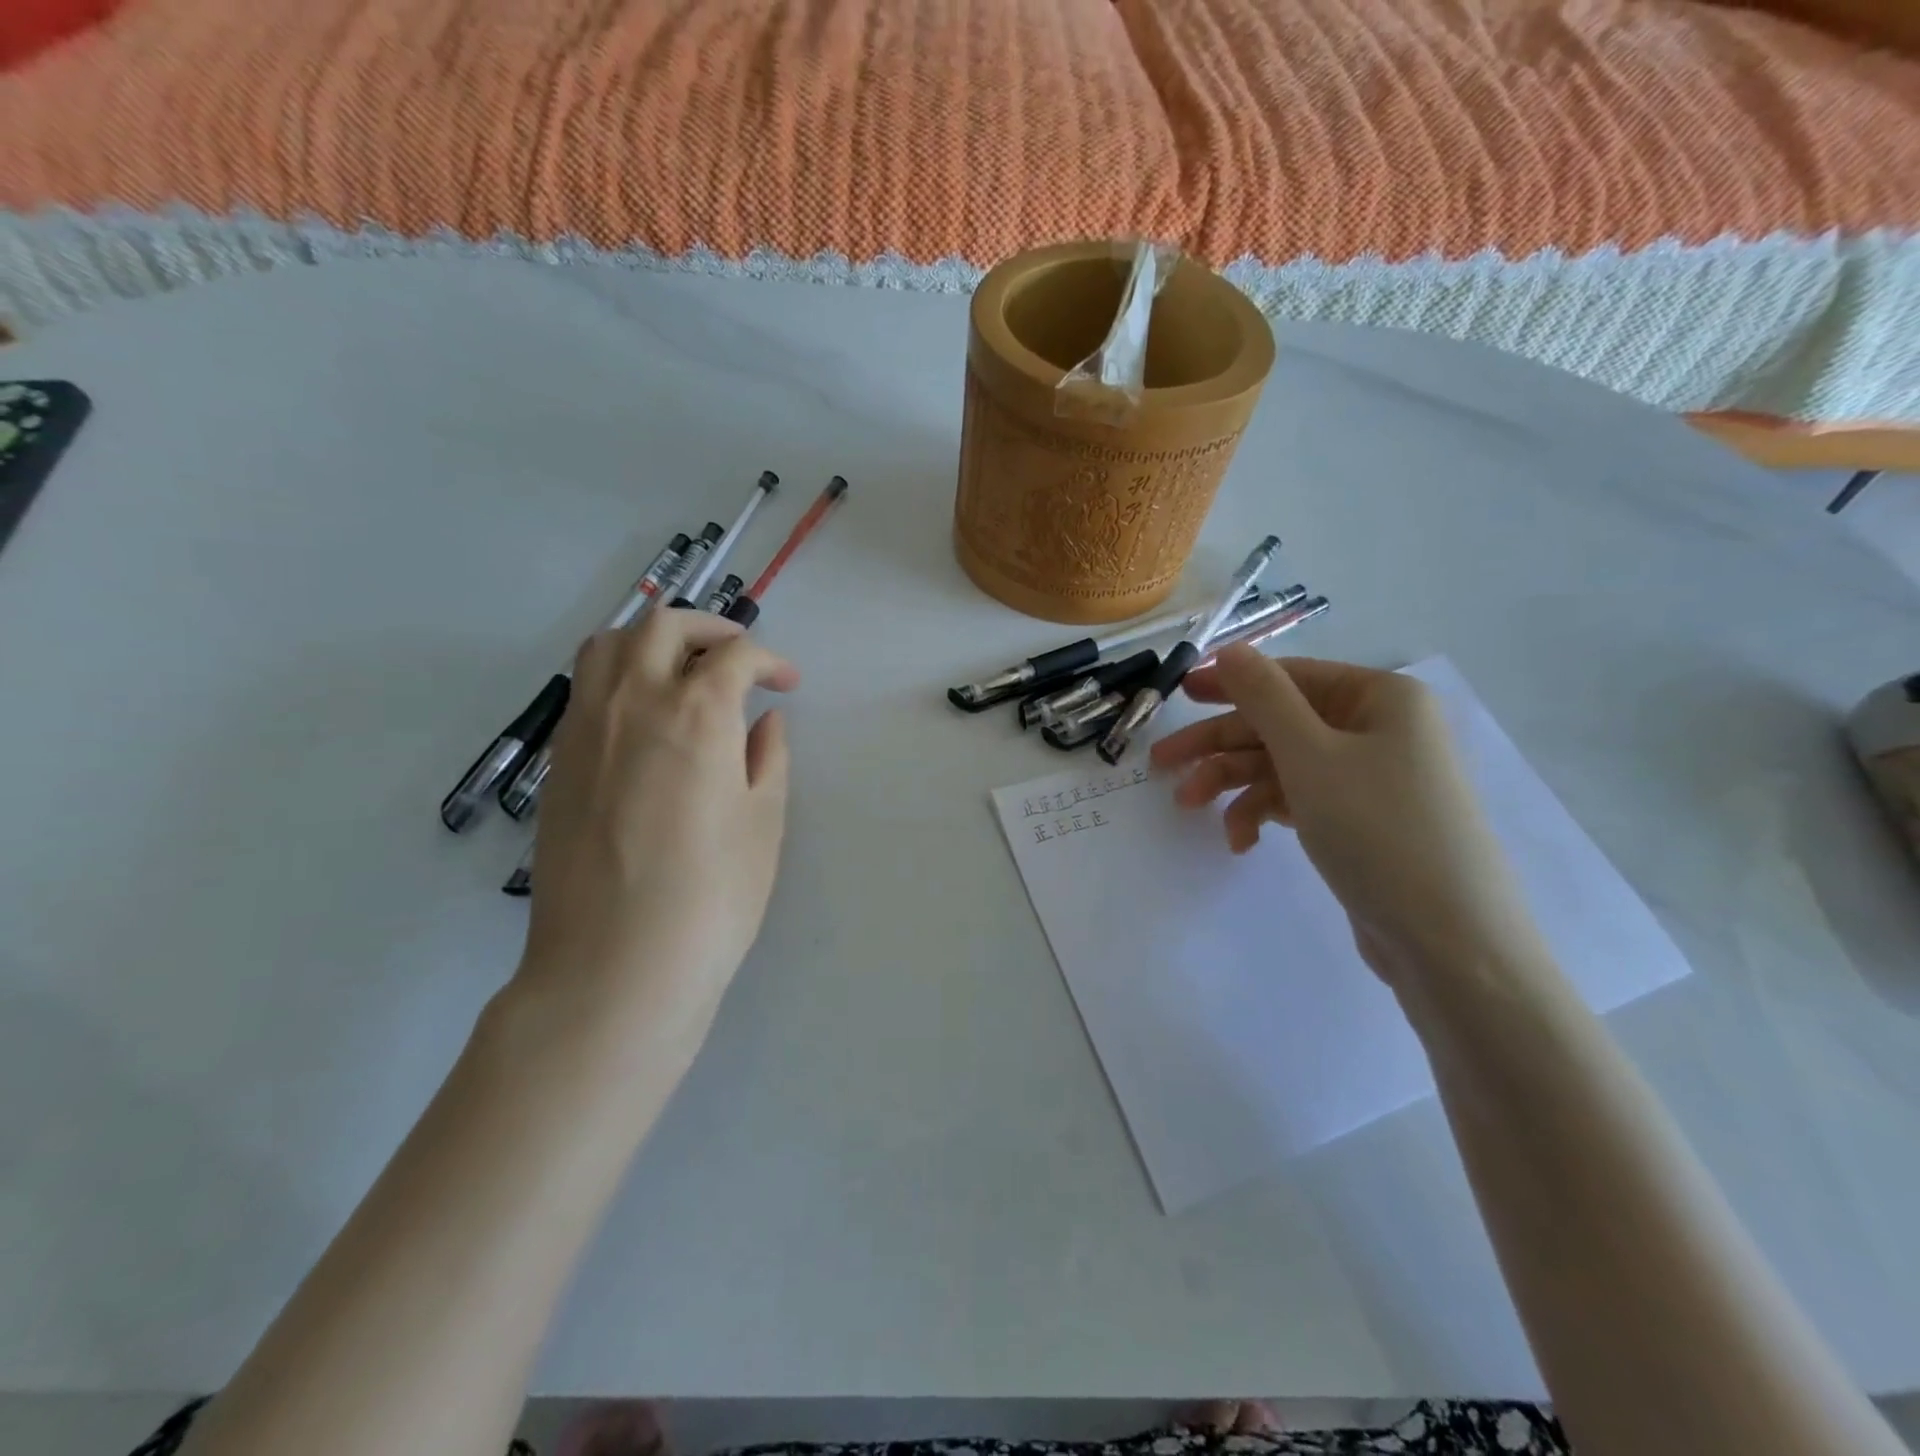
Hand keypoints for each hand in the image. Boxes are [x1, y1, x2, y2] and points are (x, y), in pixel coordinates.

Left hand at [517, 609, 798, 1058]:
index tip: (787, 684)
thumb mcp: (763, 822)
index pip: (734, 655)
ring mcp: (585, 730)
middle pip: (663, 626)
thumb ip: (767, 757)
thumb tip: (762, 720)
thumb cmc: (711, 897)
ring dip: (653, 640)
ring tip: (684, 671)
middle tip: (739, 657)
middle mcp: (633, 703)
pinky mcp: (558, 763)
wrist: (615, 966)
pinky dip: (619, 676)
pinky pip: (585, 689)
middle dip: (710, 627)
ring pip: (608, 645)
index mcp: (696, 713)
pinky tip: (645, 718)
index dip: (769, 660)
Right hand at [1149, 649, 1545, 984]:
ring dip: (1234, 785)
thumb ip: (1263, 697)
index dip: (1231, 683)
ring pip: (1284, 765)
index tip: (1178, 695)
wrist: (1450, 941)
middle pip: (1280, 724)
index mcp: (1379, 698)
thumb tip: (1230, 648)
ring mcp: (1370, 778)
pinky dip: (1266, 814)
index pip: (1290, 676)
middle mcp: (1378, 730)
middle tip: (1162, 763)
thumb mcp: (1310, 755)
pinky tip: (1242, 841)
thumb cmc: (1378, 829)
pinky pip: (1301, 800)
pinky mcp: (1360, 821)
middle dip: (1220, 746)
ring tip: (1189, 809)